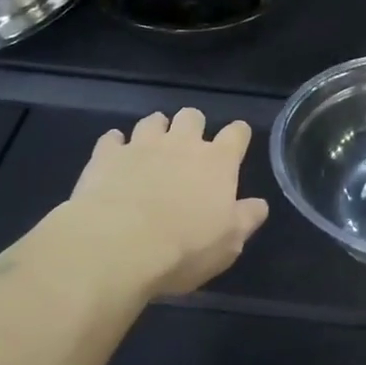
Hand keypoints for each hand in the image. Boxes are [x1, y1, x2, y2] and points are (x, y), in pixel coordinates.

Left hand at [63, 108, 270, 297]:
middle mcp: (181, 143)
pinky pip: (112, 138)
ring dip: (155, 130)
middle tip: (188, 147)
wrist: (117, 245)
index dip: (238, 135)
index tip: (236, 142)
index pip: (236, 133)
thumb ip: (246, 219)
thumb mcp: (228, 244)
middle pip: (192, 116)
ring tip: (152, 148)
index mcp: (217, 162)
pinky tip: (114, 158)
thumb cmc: (184, 248)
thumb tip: (259, 205)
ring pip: (152, 121)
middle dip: (192, 126)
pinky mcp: (107, 155)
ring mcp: (141, 145)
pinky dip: (115, 145)